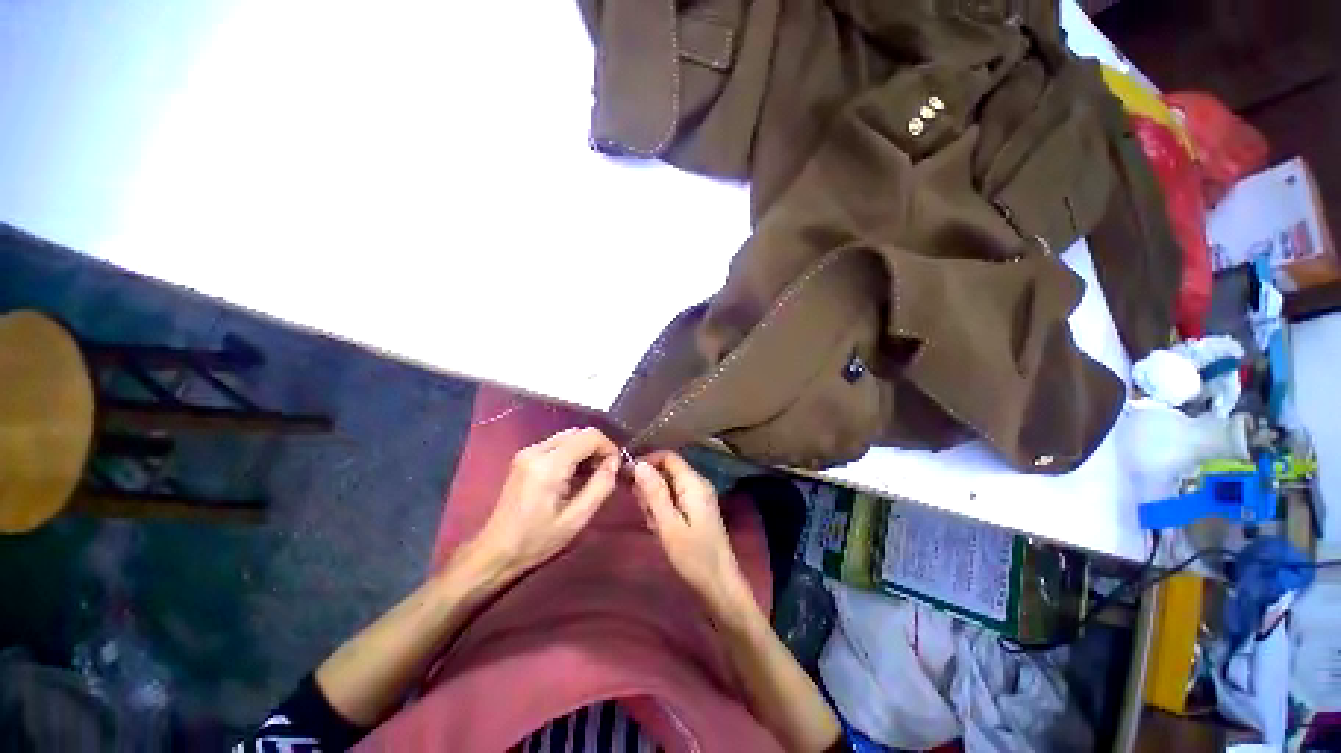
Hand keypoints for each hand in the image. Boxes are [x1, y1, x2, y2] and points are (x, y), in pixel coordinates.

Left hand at [473, 427, 618, 577]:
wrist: (495, 551)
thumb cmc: (536, 540)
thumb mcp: (576, 519)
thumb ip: (600, 486)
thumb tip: (613, 463)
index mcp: (548, 465)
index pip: (589, 436)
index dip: (608, 447)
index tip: (614, 467)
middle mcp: (536, 451)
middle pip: (578, 433)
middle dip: (596, 448)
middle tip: (604, 473)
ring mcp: (527, 452)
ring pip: (568, 437)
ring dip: (584, 450)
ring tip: (589, 476)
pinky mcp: (524, 457)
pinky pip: (556, 445)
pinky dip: (571, 454)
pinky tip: (572, 476)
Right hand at [632, 451, 750, 614]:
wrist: (720, 585)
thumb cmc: (693, 556)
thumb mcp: (668, 524)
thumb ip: (654, 492)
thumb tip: (639, 464)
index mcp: (693, 483)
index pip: (668, 457)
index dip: (646, 461)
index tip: (626, 476)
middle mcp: (697, 484)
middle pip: (667, 471)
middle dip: (650, 487)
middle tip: (644, 512)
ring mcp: (698, 497)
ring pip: (668, 487)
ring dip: (655, 502)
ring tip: (654, 525)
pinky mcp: (697, 510)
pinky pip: (674, 500)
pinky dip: (663, 510)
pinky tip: (660, 529)